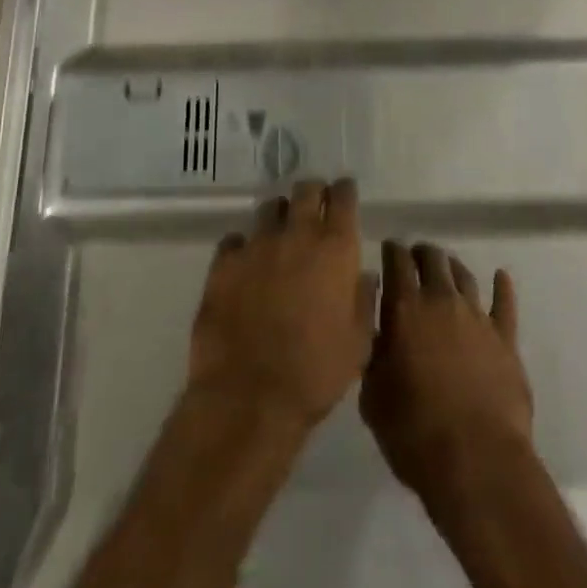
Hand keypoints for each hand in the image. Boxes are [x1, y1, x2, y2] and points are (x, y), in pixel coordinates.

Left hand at [186, 179, 376, 434]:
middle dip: (312, 193)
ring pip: (270, 209)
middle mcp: (296, 235)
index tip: (344, 194)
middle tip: (314, 207)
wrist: (249, 397)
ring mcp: (257, 245)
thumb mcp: (357, 343)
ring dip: (279, 216)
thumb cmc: (315, 373)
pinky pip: (235, 240)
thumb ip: (363, 300)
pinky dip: (244, 246)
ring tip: (280, 235)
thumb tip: (363, 275)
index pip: (343, 198)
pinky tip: (245, 263)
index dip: (344, 192)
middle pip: (305, 190)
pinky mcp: (223, 263)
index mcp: (335, 249)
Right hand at [361, 241, 533, 500]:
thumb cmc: (414, 433)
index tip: (388, 249)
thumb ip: (374, 355)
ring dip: (452, 267)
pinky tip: (501, 277)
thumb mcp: (373, 397)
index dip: (392, 251)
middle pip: (433, 260)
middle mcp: (442, 301)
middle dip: (422, 254)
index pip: (397, 261)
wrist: (477, 462)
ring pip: (464, 276)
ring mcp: (478, 317)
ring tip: (446, 266)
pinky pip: (505, 304)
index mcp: (405, 309)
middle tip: (415, 257)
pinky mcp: (506, 339)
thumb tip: (379, 331)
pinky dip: (502, 288)